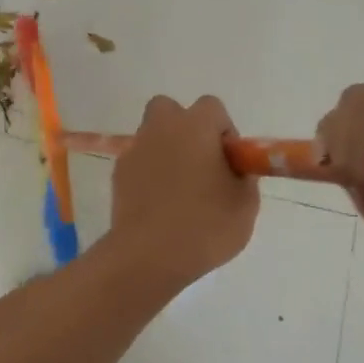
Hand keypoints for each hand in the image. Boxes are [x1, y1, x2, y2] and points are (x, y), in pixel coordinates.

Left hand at [105, 95, 259, 290]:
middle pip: (172, 110)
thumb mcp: (245, 205)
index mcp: (195, 126)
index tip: (228, 161)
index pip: (212, 108)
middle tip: (200, 163)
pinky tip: (158, 203)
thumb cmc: (205, 225)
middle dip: (186, 128)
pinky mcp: (118, 172)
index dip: (223, 131)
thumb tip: (234, 170)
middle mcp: (162, 128)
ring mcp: (135, 149)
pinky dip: (148, 172)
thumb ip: (243, 177)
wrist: (148, 254)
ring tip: (179, 188)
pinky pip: (138, 161)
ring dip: (166, 150)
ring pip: (152, 134)